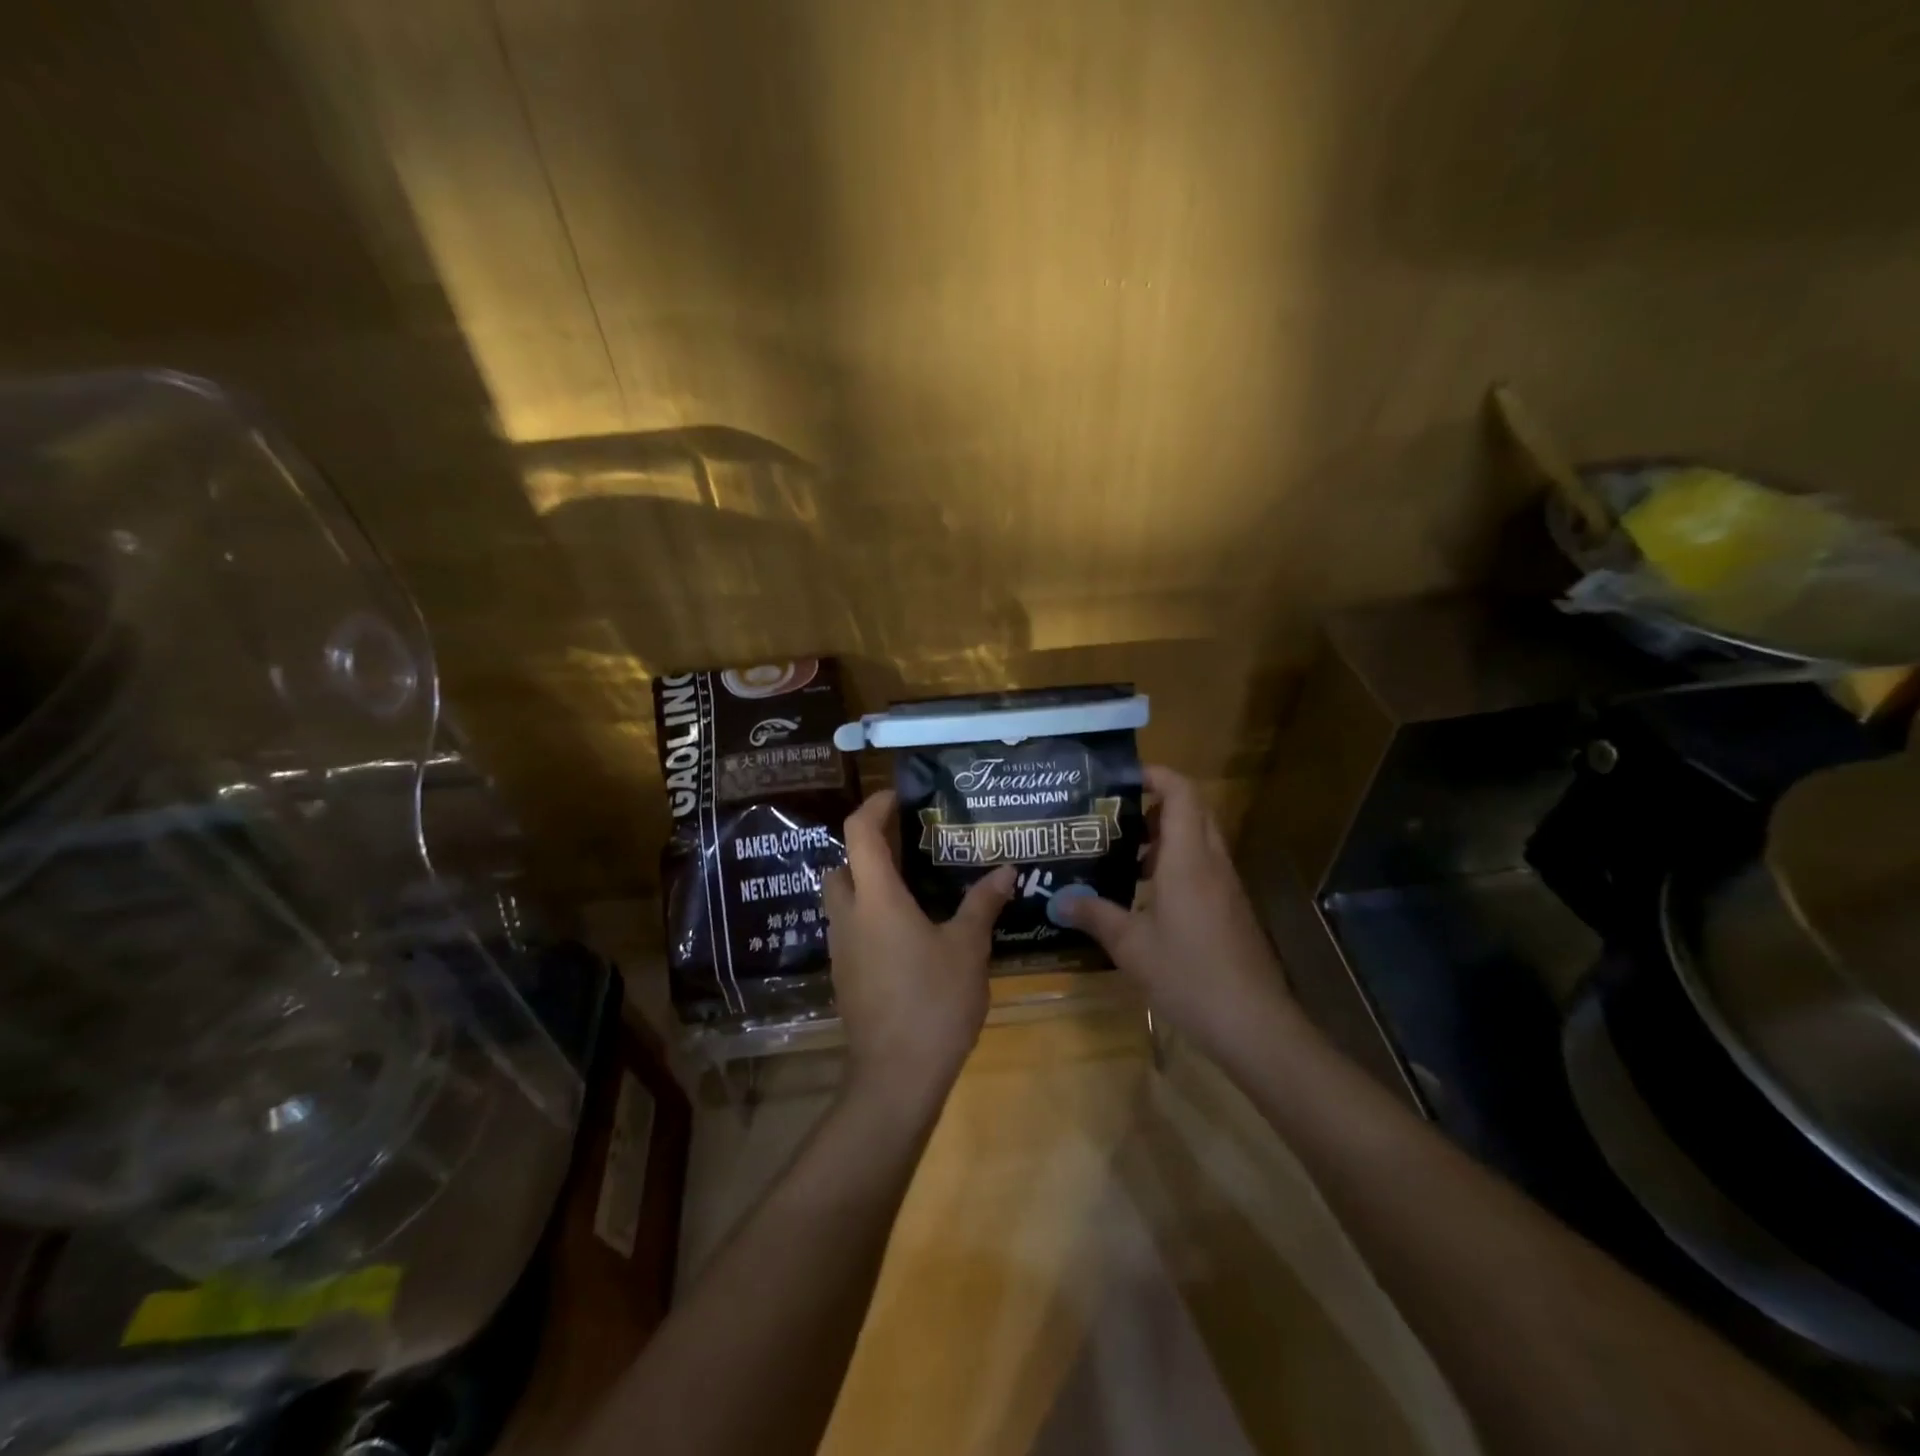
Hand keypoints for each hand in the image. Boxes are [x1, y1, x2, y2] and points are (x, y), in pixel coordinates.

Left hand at [824, 788, 1015, 1110]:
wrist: (895, 1078)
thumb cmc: (933, 1002)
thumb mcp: (968, 948)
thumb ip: (983, 904)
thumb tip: (1006, 870)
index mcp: (876, 898)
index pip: (859, 832)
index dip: (874, 806)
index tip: (898, 796)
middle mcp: (849, 916)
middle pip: (842, 864)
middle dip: (867, 846)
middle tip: (908, 843)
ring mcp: (841, 949)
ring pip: (843, 898)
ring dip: (868, 882)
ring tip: (914, 884)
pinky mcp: (845, 976)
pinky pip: (852, 929)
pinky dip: (871, 915)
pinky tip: (908, 931)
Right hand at [1057, 765, 1294, 1063]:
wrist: (1252, 1022)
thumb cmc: (1188, 974)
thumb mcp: (1131, 946)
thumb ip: (1095, 915)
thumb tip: (1061, 899)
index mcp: (1187, 859)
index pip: (1181, 793)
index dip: (1156, 775)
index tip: (1122, 778)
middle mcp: (1211, 862)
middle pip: (1192, 810)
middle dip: (1156, 805)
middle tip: (1116, 818)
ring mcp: (1226, 886)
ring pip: (1199, 839)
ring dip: (1165, 837)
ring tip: (1125, 856)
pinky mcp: (1231, 908)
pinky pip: (1203, 866)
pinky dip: (1176, 864)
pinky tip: (1147, 896)